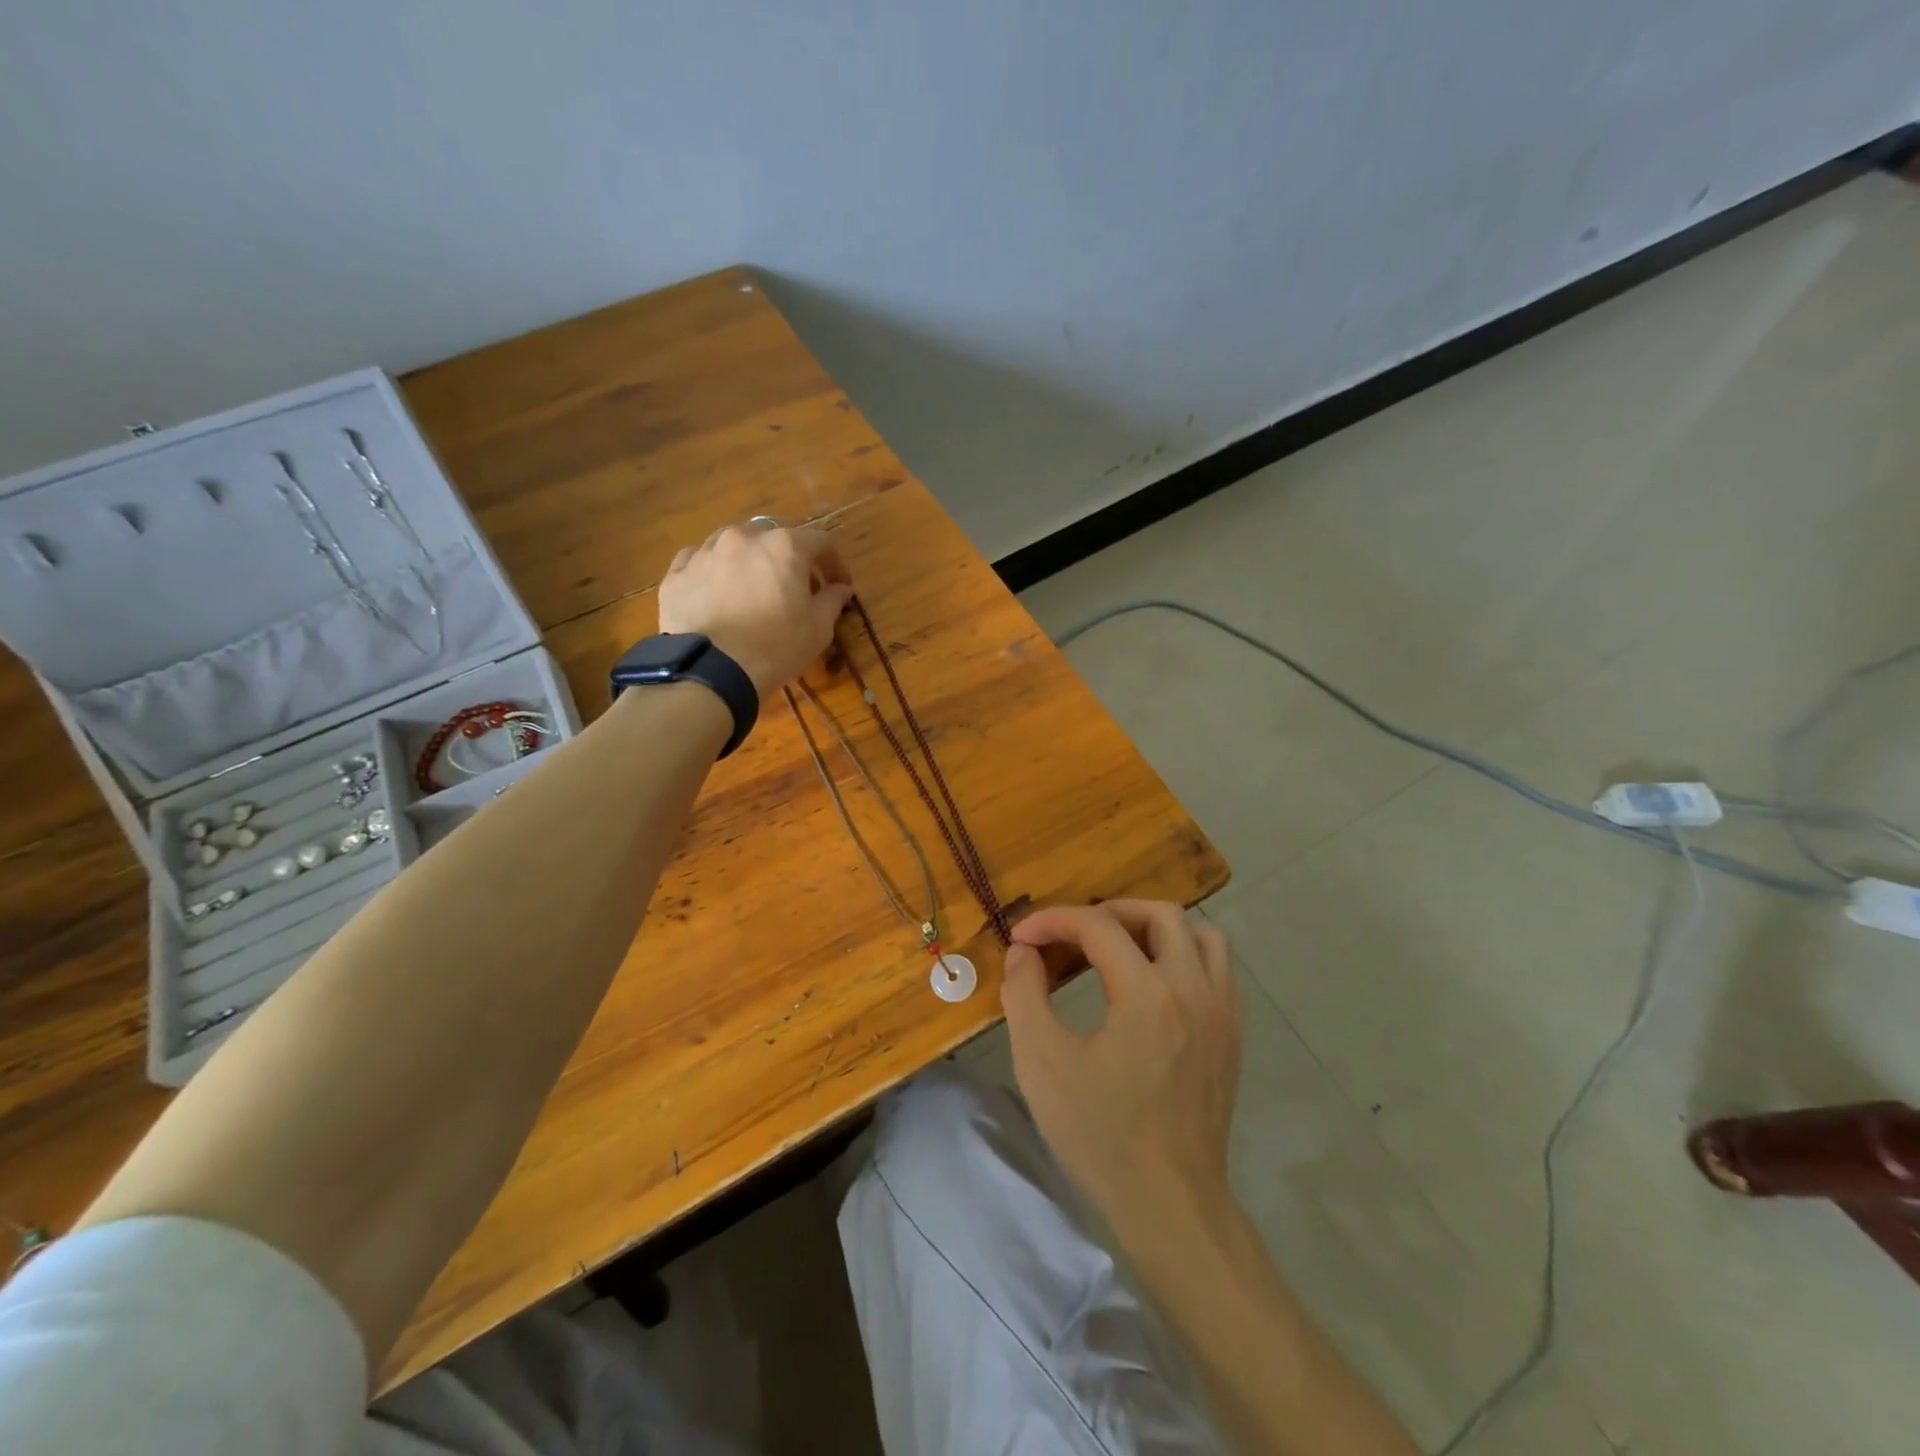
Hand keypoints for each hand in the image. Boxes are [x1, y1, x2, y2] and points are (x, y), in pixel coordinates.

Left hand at [658, 523, 853, 695]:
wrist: (712, 670)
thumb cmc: (776, 647)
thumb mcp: (818, 629)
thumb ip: (832, 601)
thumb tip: (841, 588)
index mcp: (784, 546)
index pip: (821, 543)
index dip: (834, 564)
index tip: (839, 586)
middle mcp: (743, 537)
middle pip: (774, 538)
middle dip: (788, 559)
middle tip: (794, 588)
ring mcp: (705, 551)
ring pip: (733, 545)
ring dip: (748, 561)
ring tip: (751, 589)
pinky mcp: (677, 573)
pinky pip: (699, 562)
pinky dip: (713, 572)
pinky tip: (717, 594)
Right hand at [1001, 901, 1241, 1240]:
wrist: (1170, 1204)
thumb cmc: (1100, 1135)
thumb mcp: (1042, 1063)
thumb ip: (1024, 995)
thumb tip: (1023, 953)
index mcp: (1147, 994)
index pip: (1099, 926)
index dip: (1054, 921)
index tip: (1022, 937)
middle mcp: (1193, 989)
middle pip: (1160, 914)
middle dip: (1109, 913)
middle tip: (1073, 937)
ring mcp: (1222, 1012)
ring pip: (1202, 934)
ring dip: (1156, 929)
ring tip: (1120, 951)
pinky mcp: (1232, 1035)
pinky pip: (1218, 968)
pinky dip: (1185, 956)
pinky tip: (1153, 984)